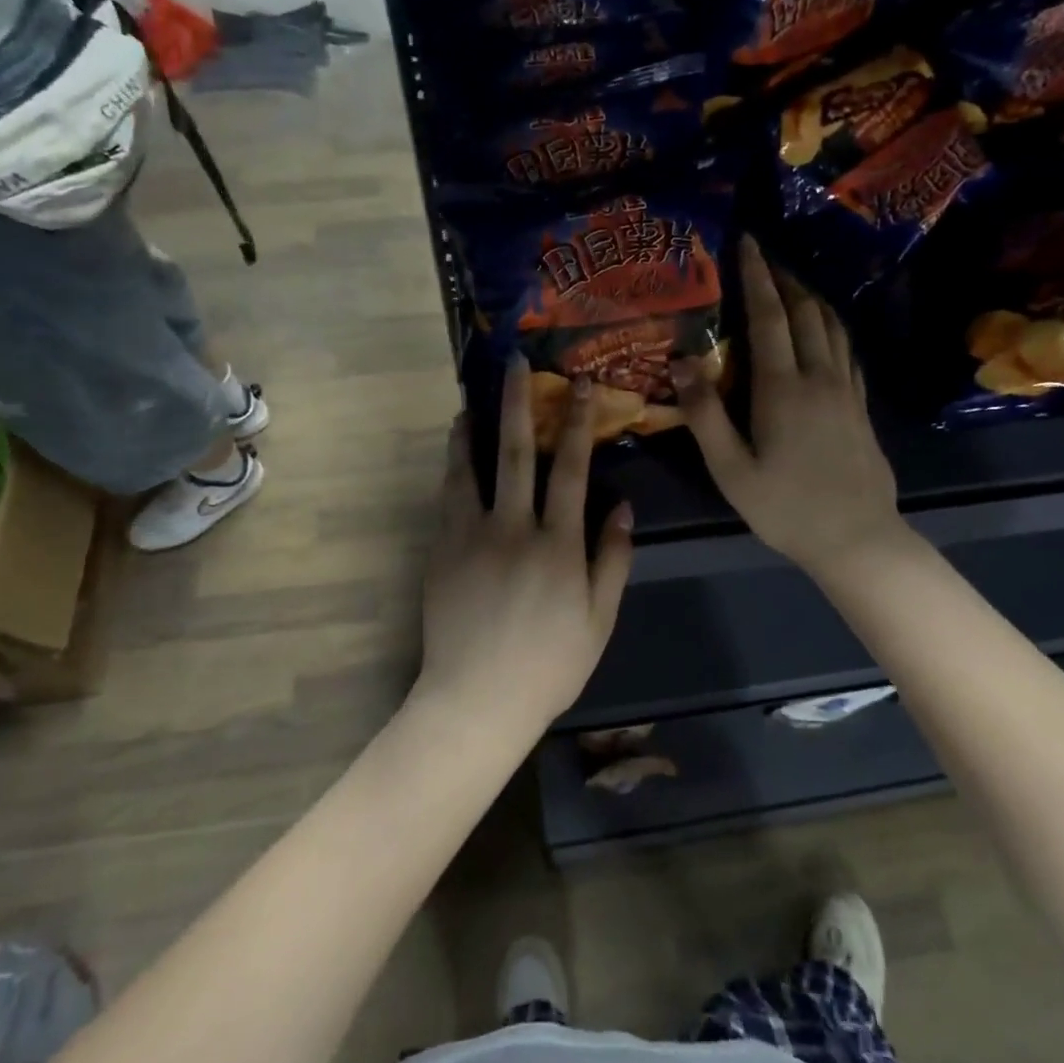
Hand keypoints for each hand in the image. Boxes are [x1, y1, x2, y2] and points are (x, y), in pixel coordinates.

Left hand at [413, 359, 633, 739]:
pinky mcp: (442, 551)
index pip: (573, 470)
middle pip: (519, 453)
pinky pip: (448, 497)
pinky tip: (455, 451)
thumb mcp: (599, 619)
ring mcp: (472, 537)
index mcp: (559, 545)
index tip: (580, 385)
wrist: (477, 699)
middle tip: (515, 364)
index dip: (578, 423)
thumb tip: (621, 506)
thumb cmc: (549, 665)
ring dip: (475, 428)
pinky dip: (453, 467)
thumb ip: (612, 559)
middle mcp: (514, 529)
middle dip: (520, 404)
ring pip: (473, 468)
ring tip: (472, 400)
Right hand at [675, 236, 907, 578]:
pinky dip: (832, 326)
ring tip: (791, 283)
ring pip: (832, 326)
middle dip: (784, 278)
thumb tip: (681, 362)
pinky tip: (825, 329)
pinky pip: (847, 349)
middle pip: (805, 312)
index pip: (769, 317)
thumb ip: (705, 414)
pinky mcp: (860, 405)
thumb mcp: (731, 469)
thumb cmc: (785, 507)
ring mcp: (846, 390)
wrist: (856, 537)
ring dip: (811, 297)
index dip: (757, 276)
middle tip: (764, 256)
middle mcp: (819, 377)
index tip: (747, 242)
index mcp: (782, 388)